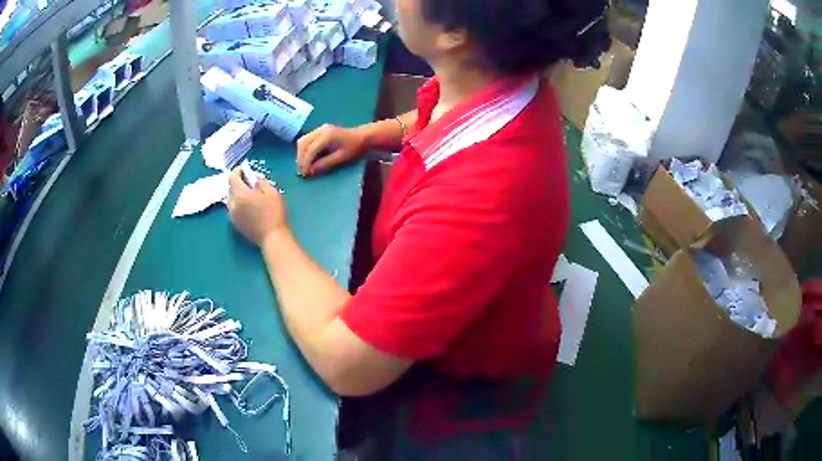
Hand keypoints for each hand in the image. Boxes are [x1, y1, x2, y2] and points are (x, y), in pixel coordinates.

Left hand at [227, 169, 286, 246]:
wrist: (272, 238)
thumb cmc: (274, 213)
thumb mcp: (271, 192)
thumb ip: (260, 181)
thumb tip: (253, 178)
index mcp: (240, 194)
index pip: (233, 177)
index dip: (238, 171)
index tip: (244, 168)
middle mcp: (232, 204)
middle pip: (230, 188)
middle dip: (238, 182)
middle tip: (248, 181)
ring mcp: (232, 215)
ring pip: (231, 199)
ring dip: (237, 193)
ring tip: (248, 194)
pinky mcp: (235, 224)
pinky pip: (233, 208)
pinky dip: (237, 203)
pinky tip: (247, 206)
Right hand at [296, 124, 366, 176]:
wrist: (363, 137)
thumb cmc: (355, 148)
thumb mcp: (342, 158)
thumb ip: (326, 164)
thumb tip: (311, 171)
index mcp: (327, 135)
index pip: (311, 149)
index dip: (306, 162)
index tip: (305, 174)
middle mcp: (321, 130)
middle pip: (303, 143)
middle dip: (300, 158)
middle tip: (302, 172)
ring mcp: (320, 129)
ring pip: (303, 141)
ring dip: (301, 154)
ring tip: (303, 167)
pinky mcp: (320, 131)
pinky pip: (307, 140)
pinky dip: (304, 150)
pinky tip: (307, 160)